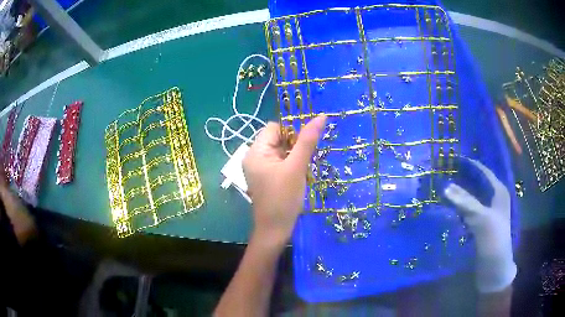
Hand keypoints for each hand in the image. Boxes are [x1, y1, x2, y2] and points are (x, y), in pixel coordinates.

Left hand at [243, 116, 325, 246]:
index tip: (306, 144)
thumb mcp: (296, 168)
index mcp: (256, 151)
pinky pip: (280, 162)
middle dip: (295, 145)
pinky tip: (299, 175)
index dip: (292, 131)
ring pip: (281, 151)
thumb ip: (307, 141)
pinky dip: (291, 164)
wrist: (275, 230)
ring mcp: (259, 168)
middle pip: (277, 138)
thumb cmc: (284, 199)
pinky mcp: (266, 177)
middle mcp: (254, 157)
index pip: (274, 127)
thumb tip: (320, 116)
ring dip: (295, 155)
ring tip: (302, 169)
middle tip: (306, 159)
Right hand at [444, 158, 515, 292]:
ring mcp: (488, 213)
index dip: (471, 164)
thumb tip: (446, 187)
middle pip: (478, 184)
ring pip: (473, 198)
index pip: (484, 172)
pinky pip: (470, 211)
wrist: (494, 268)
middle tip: (446, 173)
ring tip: (444, 188)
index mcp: (499, 192)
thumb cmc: (493, 239)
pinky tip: (450, 208)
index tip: (454, 158)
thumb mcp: (481, 218)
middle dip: (464, 178)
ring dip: (461, 194)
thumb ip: (465, 202)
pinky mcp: (481, 226)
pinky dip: (461, 208)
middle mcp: (495, 199)